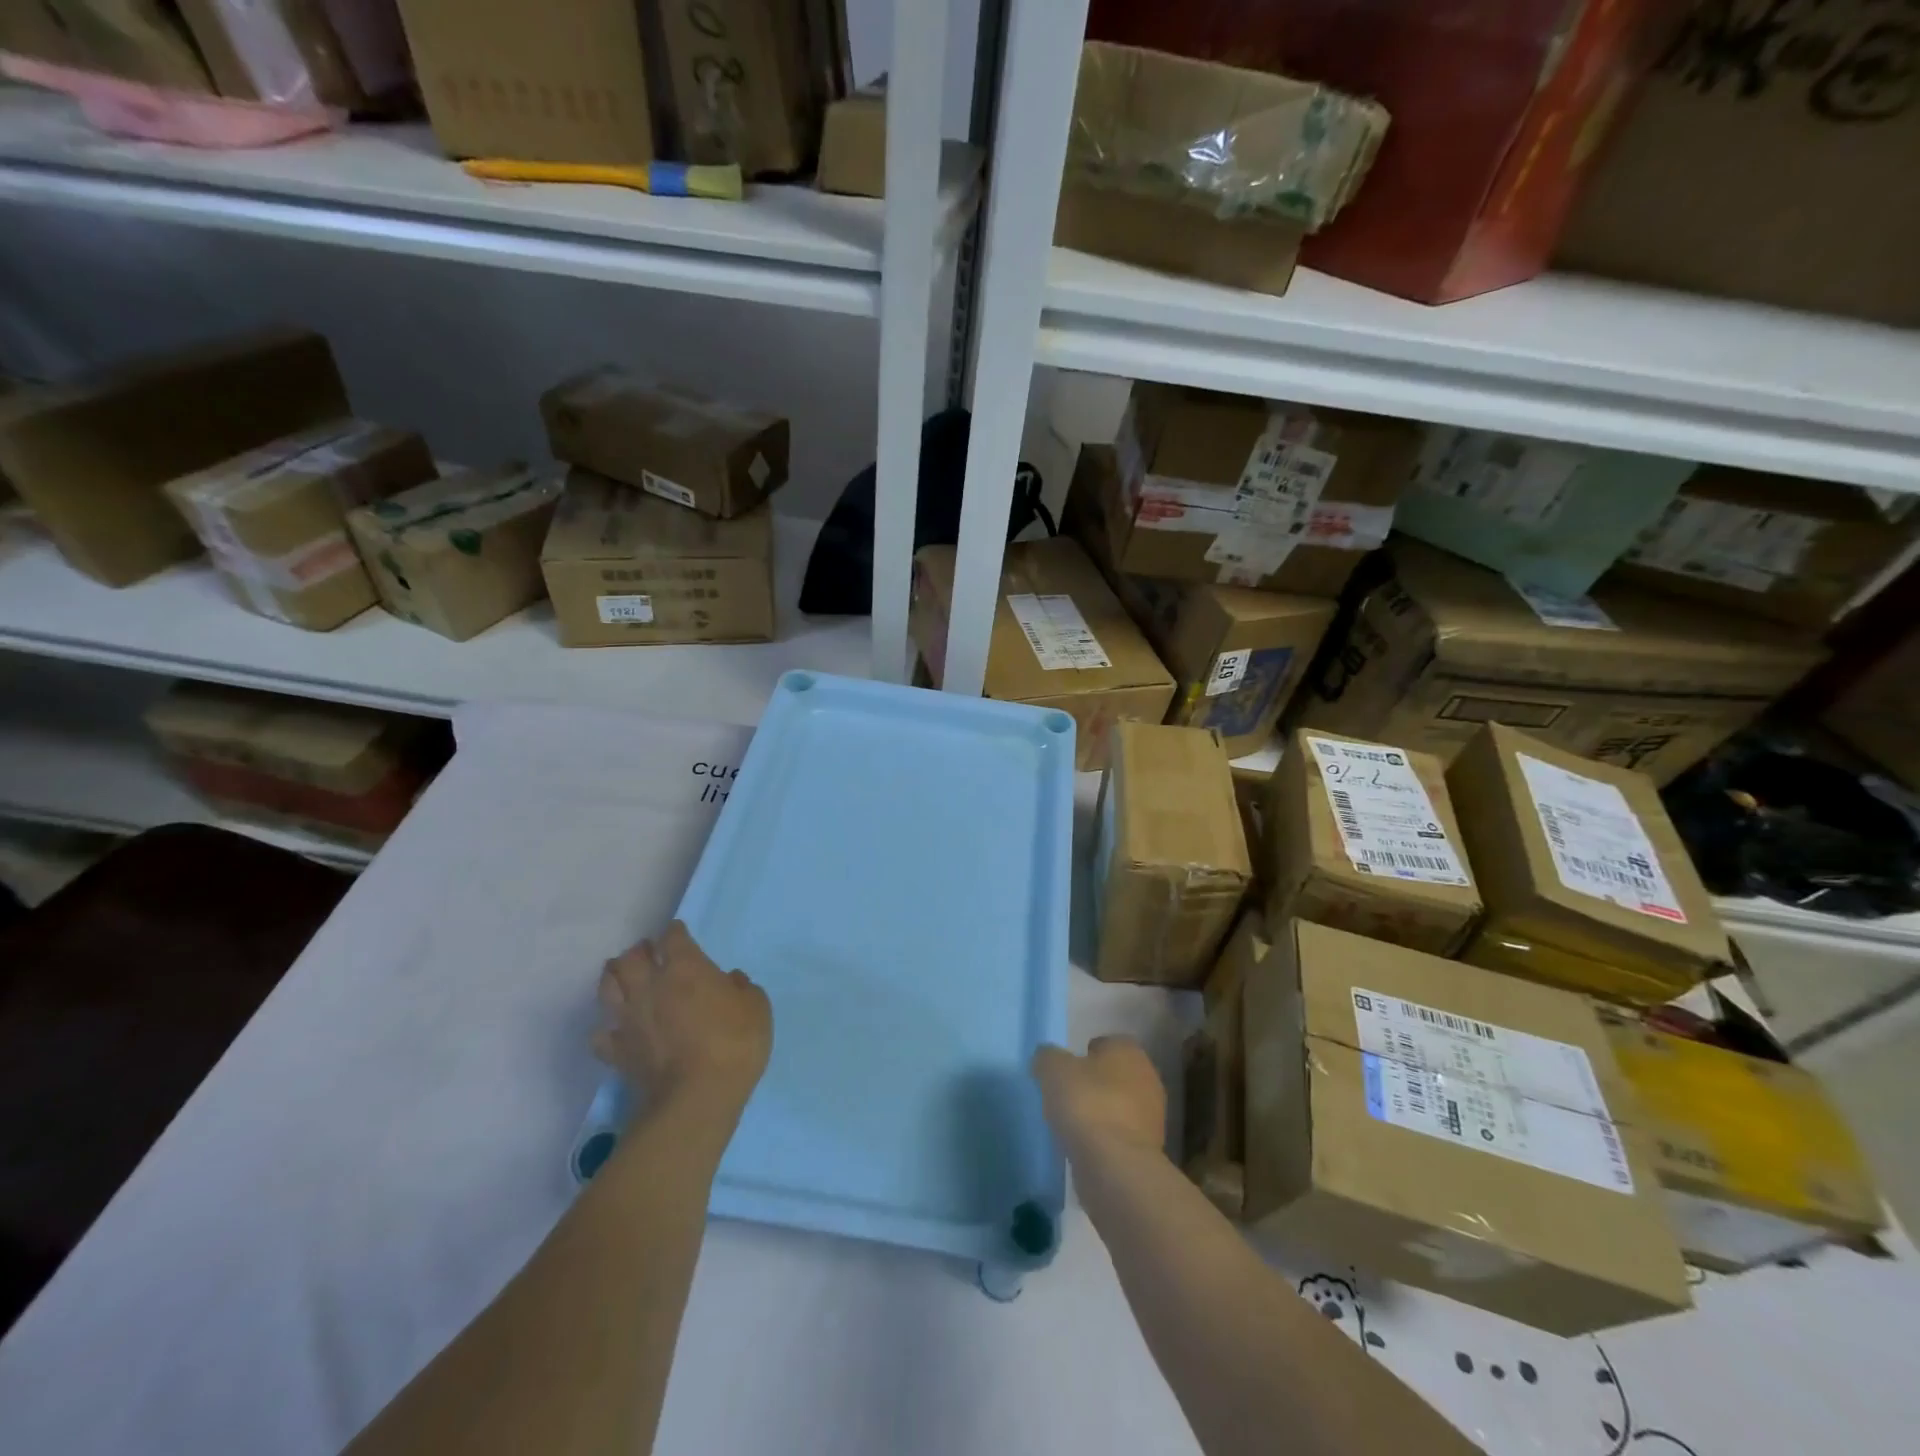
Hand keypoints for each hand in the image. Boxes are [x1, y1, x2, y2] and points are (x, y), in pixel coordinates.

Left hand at [592, 921, 772, 1116]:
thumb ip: (742, 987)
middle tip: (648, 953)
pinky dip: (607, 1027)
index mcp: (685, 968)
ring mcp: (629, 1018)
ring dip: (614, 977)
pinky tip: (617, 1028)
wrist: (697, 1097)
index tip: (680, 933)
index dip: (676, 932)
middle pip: (631, 957)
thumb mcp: (757, 1007)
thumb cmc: (735, 1043)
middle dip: (639, 951)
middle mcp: (650, 986)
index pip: (672, 937)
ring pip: (607, 987)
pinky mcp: (617, 1051)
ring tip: (622, 977)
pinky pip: (601, 1034)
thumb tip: (729, 980)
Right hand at [1031, 1035, 1166, 1157]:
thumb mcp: (1053, 1069)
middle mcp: (1148, 1078)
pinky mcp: (1149, 1150)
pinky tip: (1084, 1147)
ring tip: (1071, 1125)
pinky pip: (1120, 1135)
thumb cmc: (1087, 1104)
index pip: (1106, 1043)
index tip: (1065, 1071)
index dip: (1084, 1054)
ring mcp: (1152, 1117)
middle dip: (1094, 1084)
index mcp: (1129, 1050)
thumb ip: (1047, 1057)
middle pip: (1114, 1075)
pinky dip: (1104, 1139)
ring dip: (1100, 1113)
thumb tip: (1047, 1059)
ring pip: (1119, 1106)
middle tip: (1066, 1096)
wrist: (1116, 1166)